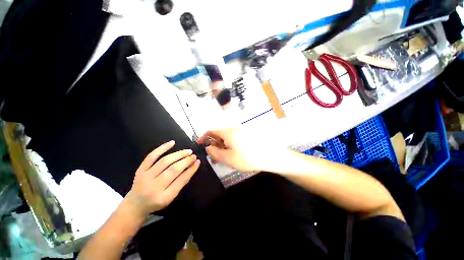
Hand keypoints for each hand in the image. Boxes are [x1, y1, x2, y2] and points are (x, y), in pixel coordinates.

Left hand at [124, 141, 199, 218]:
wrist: (136, 204)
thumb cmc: (157, 201)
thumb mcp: (171, 197)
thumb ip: (182, 182)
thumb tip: (193, 166)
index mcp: (164, 197)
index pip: (181, 180)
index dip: (191, 169)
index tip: (198, 161)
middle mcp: (154, 187)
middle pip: (173, 170)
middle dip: (186, 161)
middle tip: (194, 155)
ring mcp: (145, 177)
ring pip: (164, 161)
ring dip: (178, 154)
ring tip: (188, 151)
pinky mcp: (140, 170)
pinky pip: (151, 156)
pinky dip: (162, 148)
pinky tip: (172, 143)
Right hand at [197, 128, 281, 171]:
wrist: (270, 156)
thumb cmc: (248, 158)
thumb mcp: (228, 158)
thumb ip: (215, 153)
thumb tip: (208, 147)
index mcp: (228, 132)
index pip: (212, 130)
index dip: (204, 136)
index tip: (200, 143)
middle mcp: (234, 129)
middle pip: (219, 133)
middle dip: (213, 143)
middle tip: (213, 154)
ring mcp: (242, 131)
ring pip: (227, 136)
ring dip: (222, 144)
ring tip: (223, 155)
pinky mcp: (248, 134)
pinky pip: (235, 137)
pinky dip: (230, 143)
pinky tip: (233, 152)